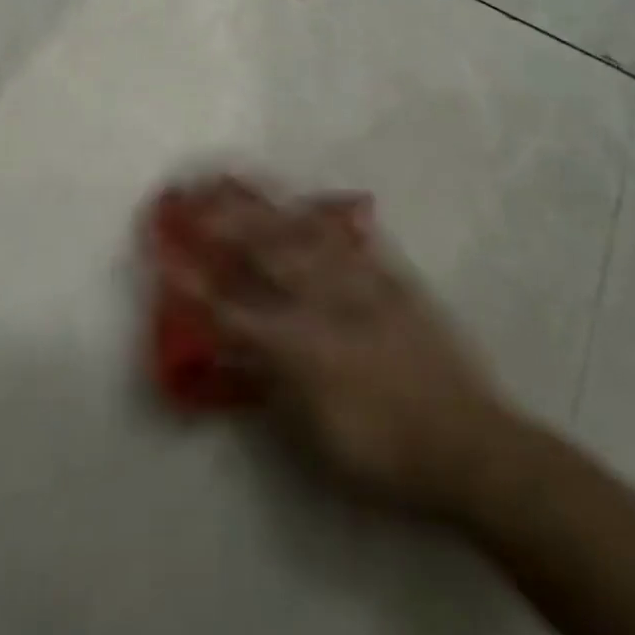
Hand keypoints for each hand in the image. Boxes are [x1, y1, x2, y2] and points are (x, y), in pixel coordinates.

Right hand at [180, 177, 510, 516]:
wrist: (470, 444)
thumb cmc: (384, 454)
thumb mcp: (315, 439)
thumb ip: (270, 387)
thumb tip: (233, 352)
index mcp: (302, 347)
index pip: (232, 309)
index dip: (194, 282)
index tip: (163, 253)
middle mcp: (326, 302)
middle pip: (265, 251)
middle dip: (223, 219)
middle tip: (192, 192)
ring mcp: (361, 283)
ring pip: (302, 232)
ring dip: (264, 204)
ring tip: (236, 179)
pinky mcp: (390, 278)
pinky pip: (347, 238)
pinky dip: (318, 217)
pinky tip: (303, 202)